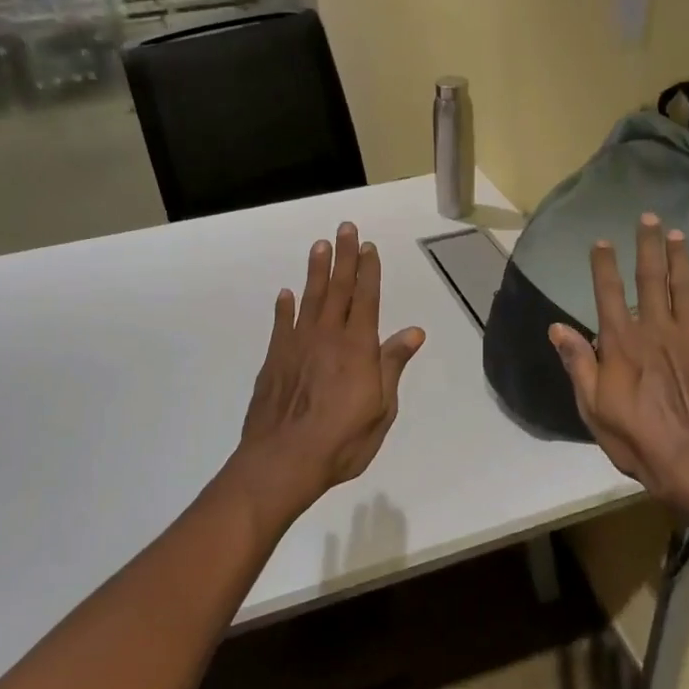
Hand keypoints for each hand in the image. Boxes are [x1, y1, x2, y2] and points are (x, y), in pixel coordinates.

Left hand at [239, 222, 425, 505]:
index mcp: (359, 347)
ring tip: (320, 245)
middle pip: (338, 289)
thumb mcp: (382, 408)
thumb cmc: (343, 440)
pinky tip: (286, 294)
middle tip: (345, 228)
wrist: (284, 460)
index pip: (367, 299)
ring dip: (316, 271)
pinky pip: (281, 324)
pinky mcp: (275, 359)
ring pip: (309, 298)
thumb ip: (393, 365)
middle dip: (344, 257)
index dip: (369, 271)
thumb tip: (414, 331)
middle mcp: (328, 336)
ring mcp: (297, 345)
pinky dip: (284, 307)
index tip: (369, 247)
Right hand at [549, 213, 688, 517]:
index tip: (601, 241)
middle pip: (652, 279)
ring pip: (686, 287)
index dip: (604, 265)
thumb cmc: (638, 439)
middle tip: (649, 217)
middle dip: (648, 246)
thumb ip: (578, 363)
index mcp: (623, 344)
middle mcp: (657, 330)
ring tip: (678, 233)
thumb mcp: (594, 407)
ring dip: (681, 257)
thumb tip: (557, 327)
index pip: (608, 293)